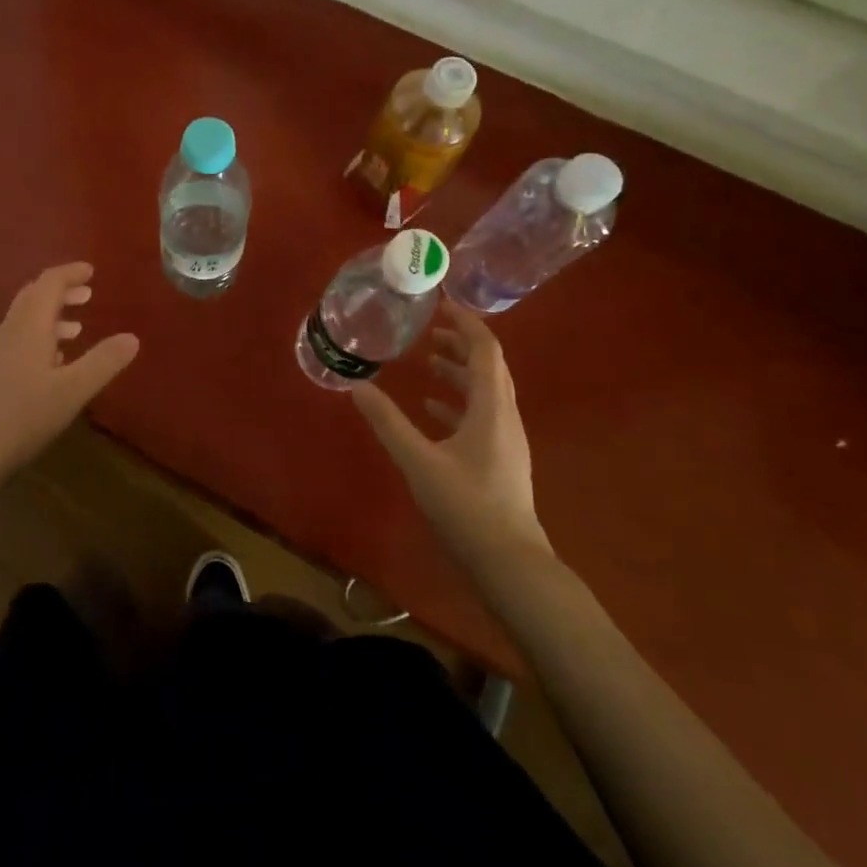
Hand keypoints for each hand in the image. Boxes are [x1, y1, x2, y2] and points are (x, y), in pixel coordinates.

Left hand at [0, 263, 138, 516]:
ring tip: (78, 327)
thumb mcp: (72, 391)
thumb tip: (133, 337)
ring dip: (52, 314)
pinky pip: (19, 338)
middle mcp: (10, 331)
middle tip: (88, 294)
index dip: (70, 273)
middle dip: (61, 290)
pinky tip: (54, 362)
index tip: (92, 271)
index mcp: (29, 327)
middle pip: (34, 296)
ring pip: (25, 319)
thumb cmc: (23, 418)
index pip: (49, 283)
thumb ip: (103, 362)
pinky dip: (41, 335)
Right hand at [352, 298, 550, 564]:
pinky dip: (458, 401)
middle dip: (461, 342)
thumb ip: (387, 422)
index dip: (466, 322)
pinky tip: (432, 408)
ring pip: (486, 391)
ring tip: (427, 361)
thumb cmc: (466, 506)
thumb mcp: (418, 461)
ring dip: (459, 371)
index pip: (485, 349)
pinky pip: (481, 415)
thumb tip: (356, 386)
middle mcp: (505, 416)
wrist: (510, 564)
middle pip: (489, 366)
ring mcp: (506, 440)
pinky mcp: (500, 459)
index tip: (442, 302)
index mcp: (491, 408)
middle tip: (429, 328)